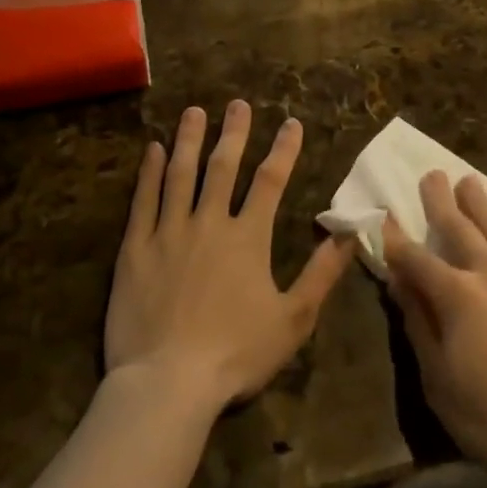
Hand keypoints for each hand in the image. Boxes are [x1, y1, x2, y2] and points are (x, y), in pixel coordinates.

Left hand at [106, 102, 353, 410]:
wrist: (167, 384)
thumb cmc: (236, 354)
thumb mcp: (293, 319)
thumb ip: (322, 273)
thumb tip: (350, 233)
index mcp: (248, 237)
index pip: (270, 181)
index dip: (283, 149)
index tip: (291, 123)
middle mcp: (209, 223)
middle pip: (223, 167)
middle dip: (234, 132)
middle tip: (238, 103)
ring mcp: (169, 233)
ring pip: (181, 174)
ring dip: (190, 140)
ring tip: (194, 112)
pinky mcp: (136, 249)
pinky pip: (144, 201)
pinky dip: (149, 173)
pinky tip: (153, 150)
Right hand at [385, 172, 486, 487]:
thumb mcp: (438, 380)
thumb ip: (418, 323)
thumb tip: (400, 281)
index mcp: (458, 295)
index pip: (417, 258)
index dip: (396, 240)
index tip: (384, 218)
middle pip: (460, 227)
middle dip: (440, 201)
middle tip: (431, 174)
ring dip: (480, 203)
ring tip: (469, 182)